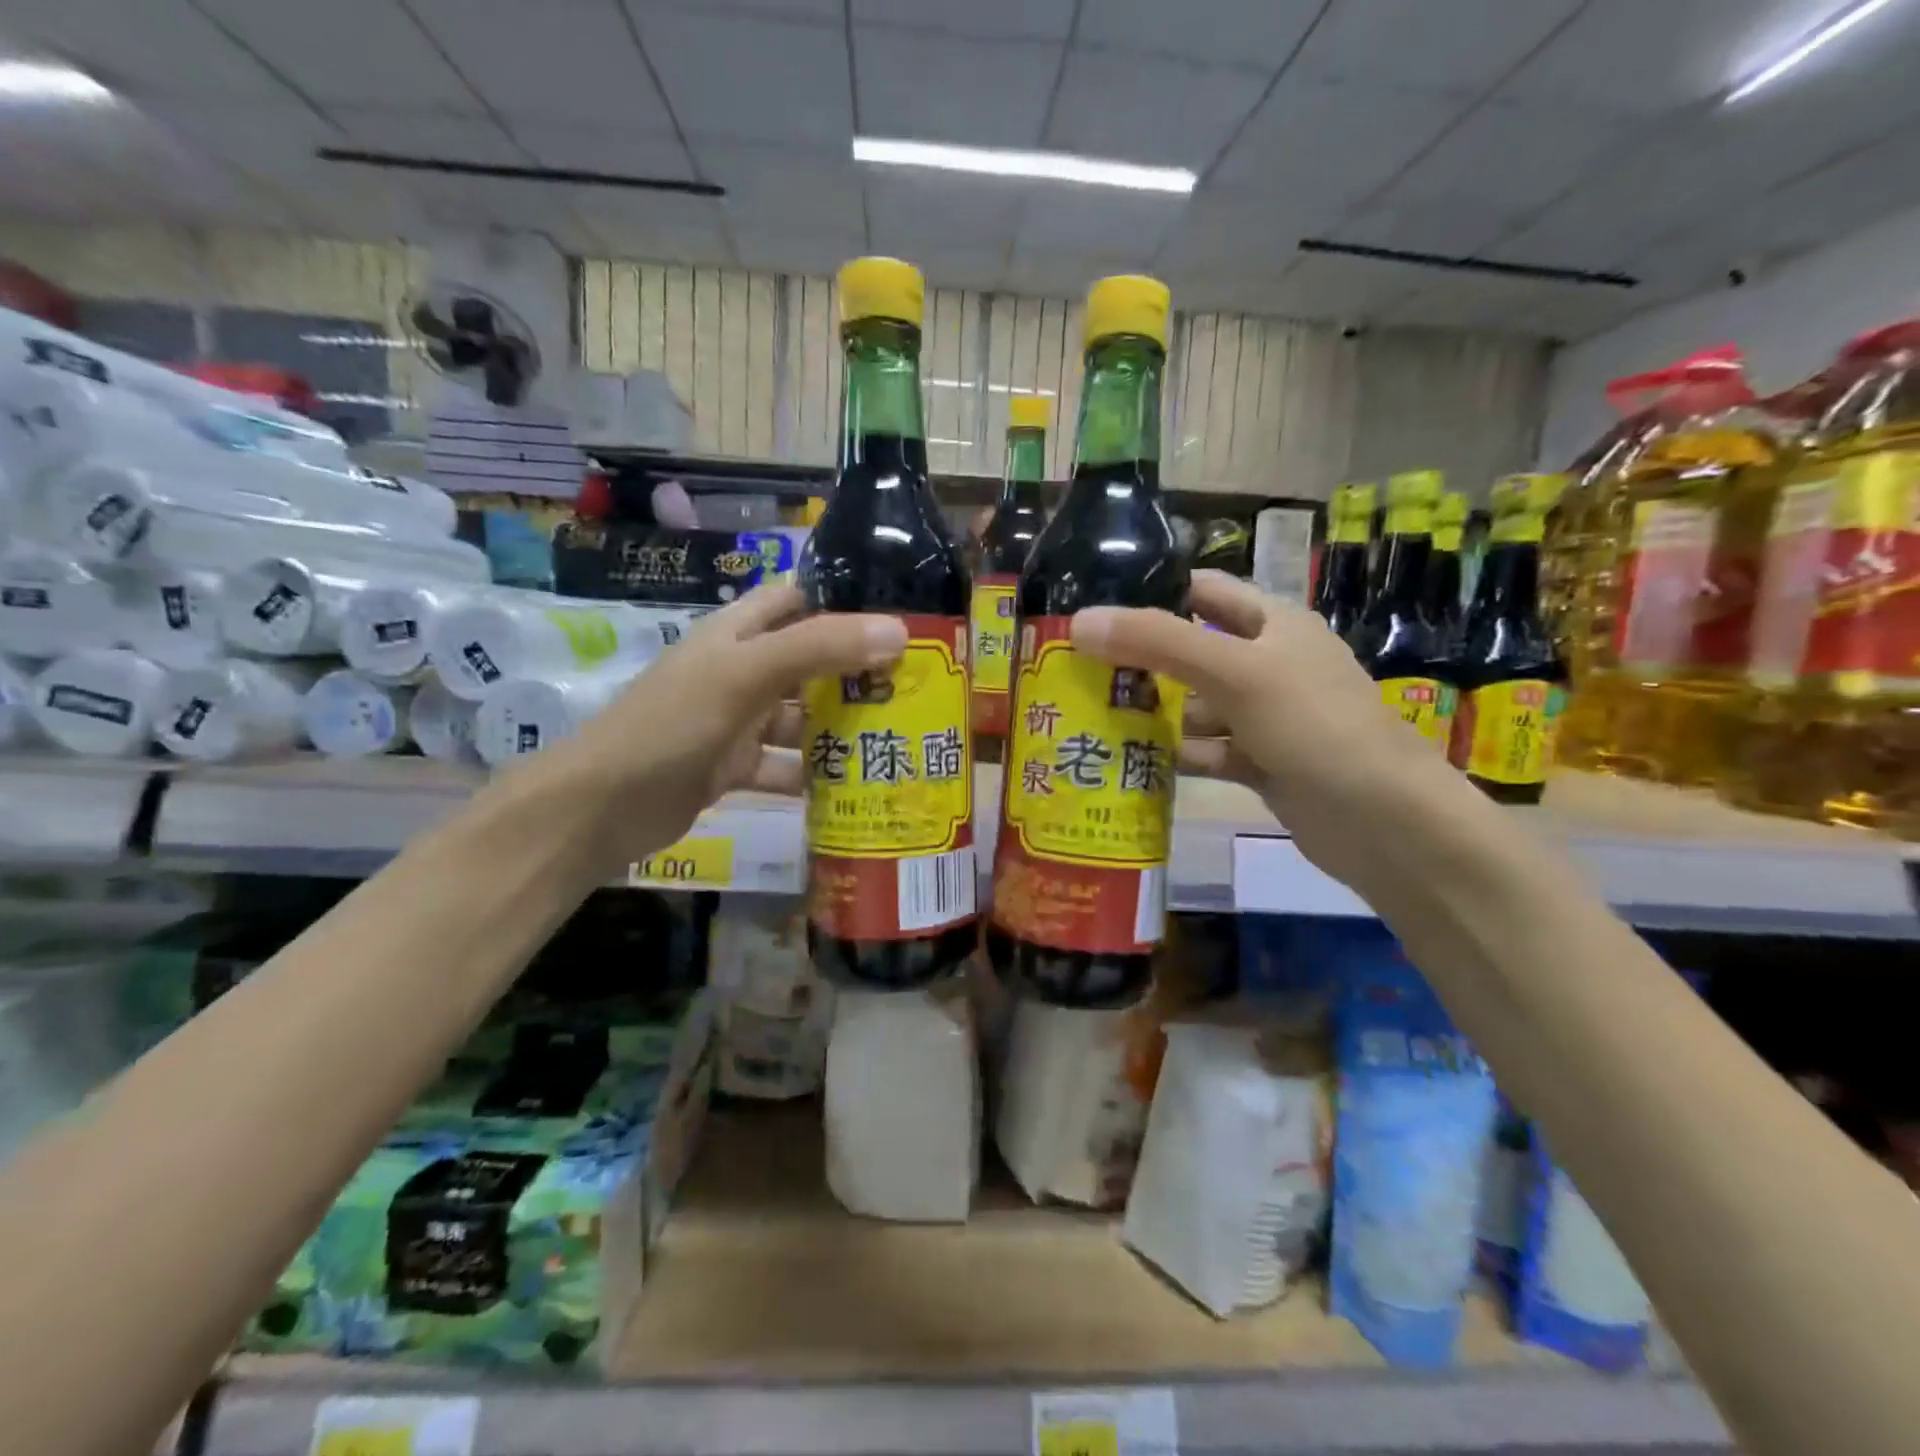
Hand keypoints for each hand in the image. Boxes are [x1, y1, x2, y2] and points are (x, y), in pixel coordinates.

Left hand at [546, 582, 905, 862]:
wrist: (602, 806)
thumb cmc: (673, 723)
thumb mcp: (746, 674)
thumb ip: (819, 647)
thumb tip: (898, 630)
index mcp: (736, 633)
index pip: (796, 600)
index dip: (842, 601)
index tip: (898, 615)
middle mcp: (739, 670)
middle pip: (808, 661)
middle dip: (855, 671)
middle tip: (916, 684)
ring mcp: (735, 722)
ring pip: (800, 718)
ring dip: (840, 727)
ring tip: (898, 738)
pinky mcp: (732, 767)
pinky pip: (784, 765)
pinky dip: (813, 775)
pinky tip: (853, 787)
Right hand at [1072, 570, 1469, 890]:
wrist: (1385, 823)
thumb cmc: (1314, 727)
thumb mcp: (1236, 672)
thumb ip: (1158, 642)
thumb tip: (1080, 621)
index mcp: (1272, 623)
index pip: (1202, 592)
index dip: (1152, 594)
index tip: (1094, 610)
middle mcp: (1268, 663)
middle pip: (1191, 652)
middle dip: (1142, 662)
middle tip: (1079, 673)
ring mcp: (1265, 717)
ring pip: (1196, 707)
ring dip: (1155, 715)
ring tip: (1094, 722)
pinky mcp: (1261, 763)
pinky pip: (1208, 750)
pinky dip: (1179, 756)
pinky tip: (1137, 765)